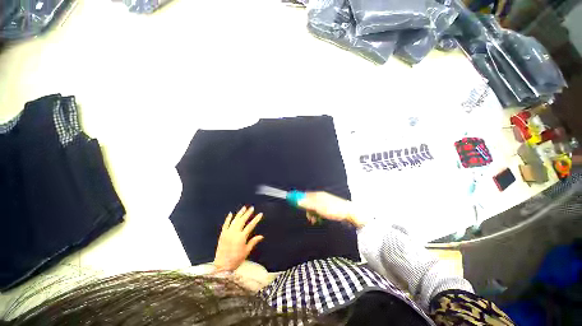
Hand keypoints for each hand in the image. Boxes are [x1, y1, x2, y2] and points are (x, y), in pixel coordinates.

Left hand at [213, 206, 263, 271]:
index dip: (256, 219)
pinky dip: (228, 218)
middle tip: (252, 208)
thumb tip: (261, 236)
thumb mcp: (246, 251)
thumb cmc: (236, 260)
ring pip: (234, 220)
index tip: (260, 214)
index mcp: (241, 237)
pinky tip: (231, 213)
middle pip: (242, 220)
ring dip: (239, 213)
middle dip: (248, 213)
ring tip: (244, 208)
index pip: (251, 225)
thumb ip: (253, 242)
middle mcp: (234, 233)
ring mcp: (227, 233)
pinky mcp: (222, 234)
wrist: (222, 266)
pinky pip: (225, 224)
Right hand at [298, 191, 364, 227]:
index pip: (304, 195)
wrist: (350, 214)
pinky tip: (320, 220)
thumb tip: (296, 200)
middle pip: (308, 202)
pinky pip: (319, 211)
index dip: (298, 199)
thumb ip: (308, 203)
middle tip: (309, 217)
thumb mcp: (319, 207)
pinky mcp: (329, 208)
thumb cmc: (335, 210)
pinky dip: (318, 216)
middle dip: (306, 210)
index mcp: (318, 195)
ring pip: (314, 208)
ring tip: (315, 220)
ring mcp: (325, 203)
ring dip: (312, 214)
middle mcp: (321, 197)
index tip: (293, 205)